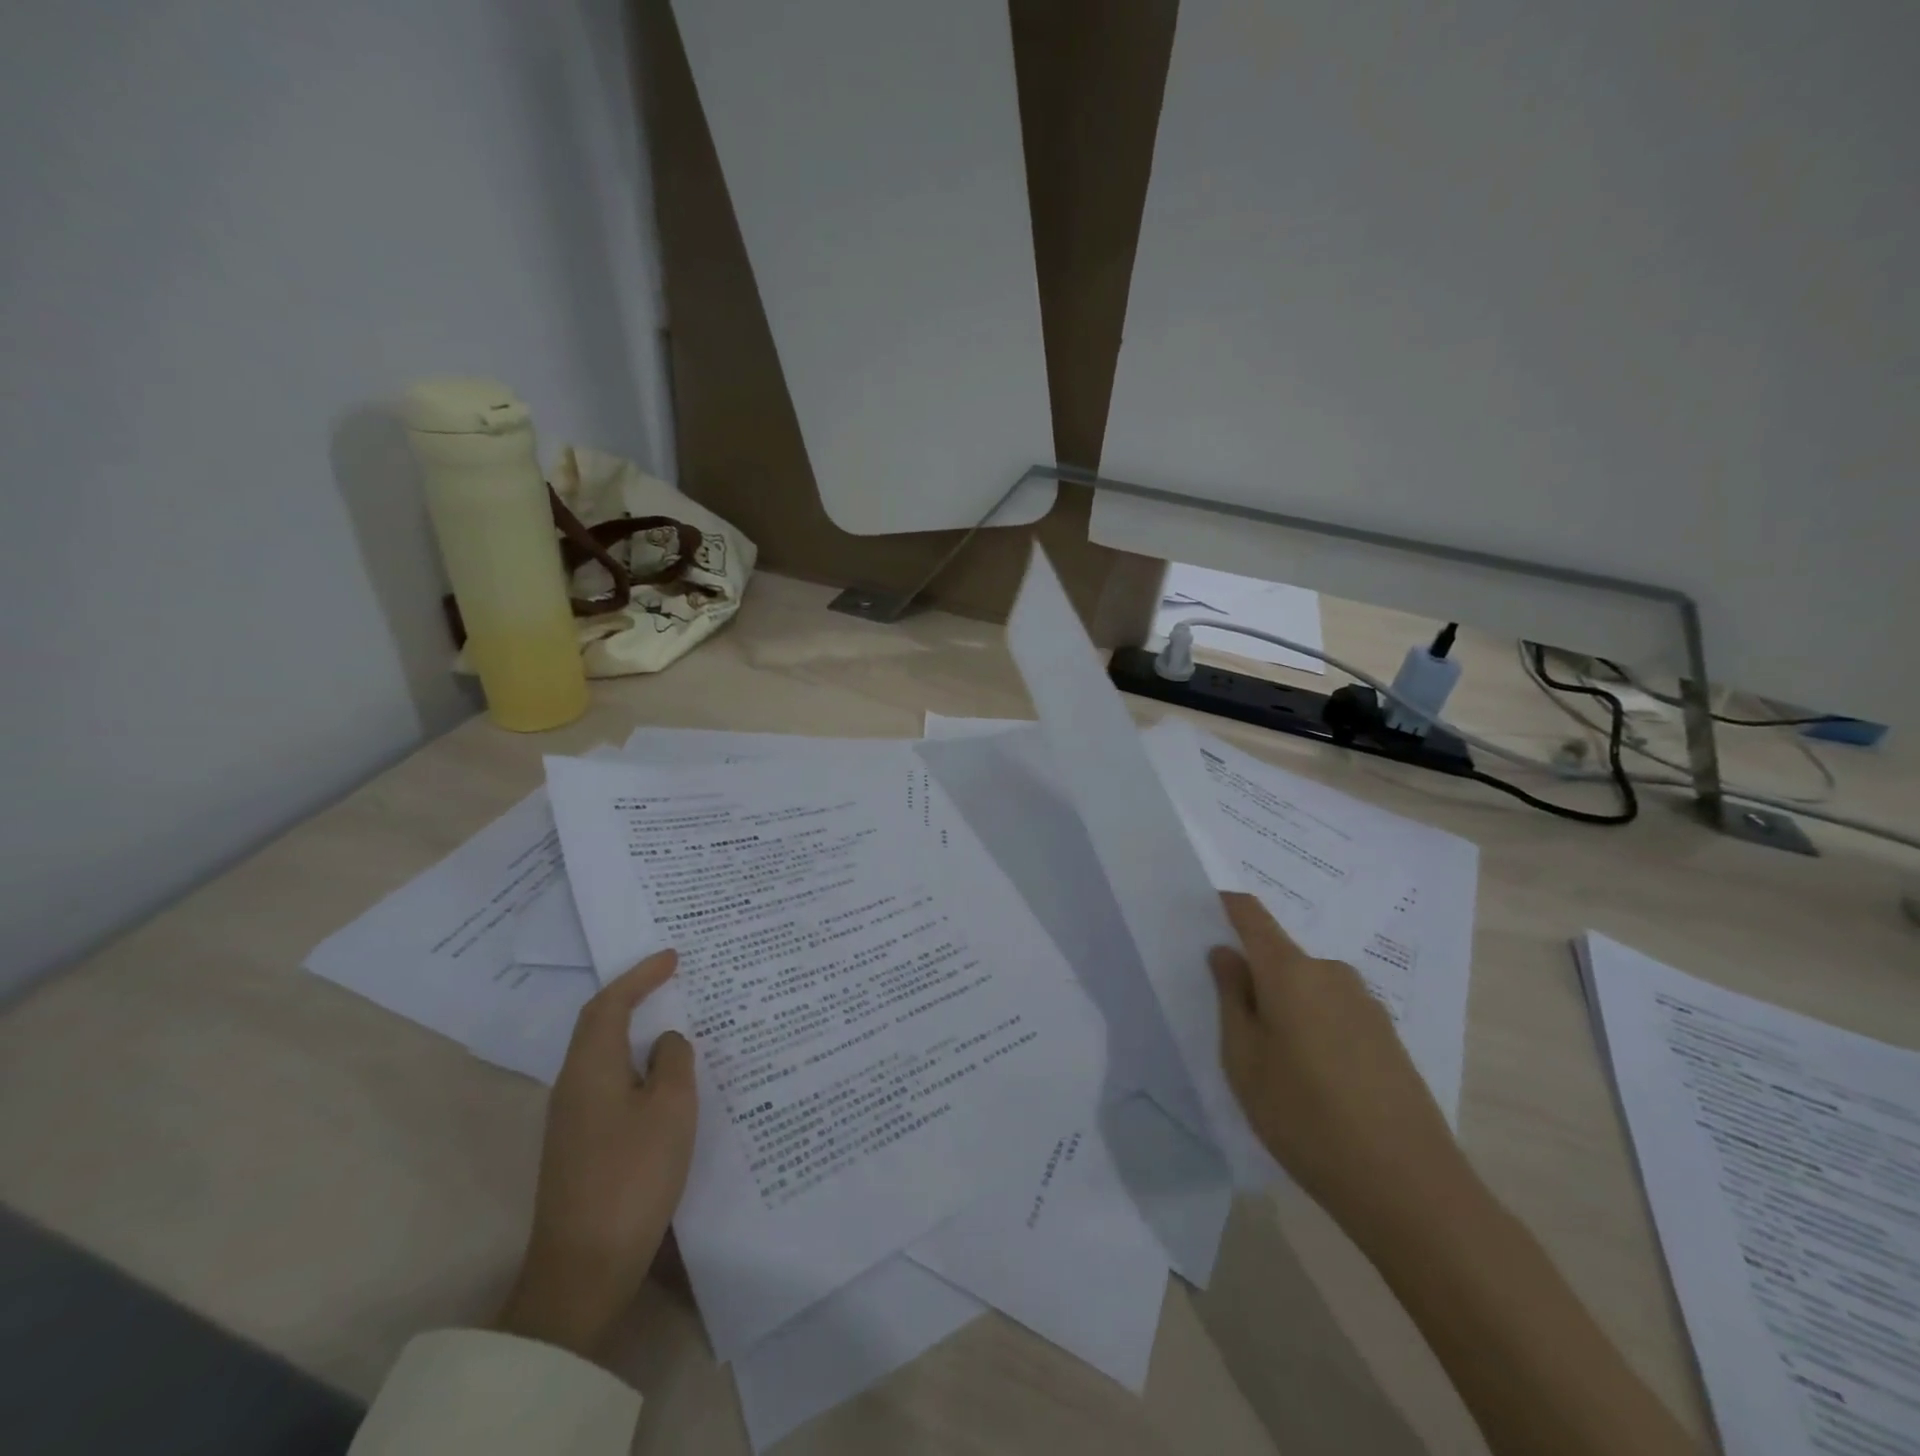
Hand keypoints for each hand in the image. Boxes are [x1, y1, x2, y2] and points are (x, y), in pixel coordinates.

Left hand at [497, 949, 696, 1357]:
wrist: (583, 1268)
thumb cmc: (632, 1176)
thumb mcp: (671, 1109)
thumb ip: (674, 1062)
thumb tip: (666, 1042)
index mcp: (590, 1069)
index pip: (610, 1004)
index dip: (640, 976)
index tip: (673, 956)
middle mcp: (573, 1086)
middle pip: (600, 1025)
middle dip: (634, 997)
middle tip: (673, 979)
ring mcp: (572, 1120)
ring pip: (607, 1056)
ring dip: (638, 1033)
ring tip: (677, 1022)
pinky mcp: (581, 1147)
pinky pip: (612, 1084)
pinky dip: (638, 1066)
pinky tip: (665, 1080)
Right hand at [1209, 892, 1465, 1230]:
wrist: (1410, 1188)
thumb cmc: (1305, 1118)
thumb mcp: (1244, 1060)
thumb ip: (1231, 997)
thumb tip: (1225, 953)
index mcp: (1291, 971)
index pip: (1250, 914)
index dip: (1224, 907)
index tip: (1200, 918)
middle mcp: (1331, 973)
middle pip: (1279, 955)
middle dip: (1252, 975)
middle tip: (1232, 1024)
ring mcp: (1365, 1004)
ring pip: (1306, 986)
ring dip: (1283, 1005)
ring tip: (1272, 1061)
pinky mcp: (1386, 1035)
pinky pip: (1333, 1011)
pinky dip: (1311, 1026)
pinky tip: (1313, 1079)